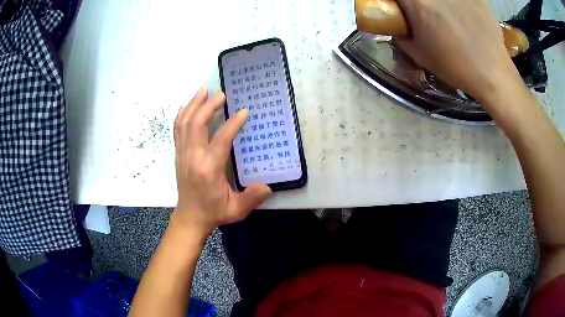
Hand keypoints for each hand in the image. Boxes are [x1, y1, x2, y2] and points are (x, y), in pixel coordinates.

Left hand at [172, 88, 270, 235]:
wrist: (190, 217)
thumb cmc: (214, 212)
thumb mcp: (236, 209)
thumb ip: (252, 198)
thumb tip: (267, 186)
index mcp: (209, 169)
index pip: (220, 139)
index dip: (233, 123)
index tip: (243, 112)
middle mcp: (193, 157)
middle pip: (197, 124)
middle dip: (208, 106)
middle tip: (221, 94)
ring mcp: (182, 154)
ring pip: (184, 123)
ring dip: (194, 105)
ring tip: (204, 91)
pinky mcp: (178, 154)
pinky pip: (177, 129)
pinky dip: (182, 114)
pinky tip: (188, 105)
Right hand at [394, 0, 523, 104]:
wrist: (493, 74)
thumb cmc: (455, 65)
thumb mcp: (419, 54)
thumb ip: (402, 35)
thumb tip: (398, 27)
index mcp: (416, 0)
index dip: (398, 4)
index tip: (402, 11)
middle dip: (418, 4)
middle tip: (425, 16)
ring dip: (441, 5)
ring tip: (449, 17)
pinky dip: (460, 5)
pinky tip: (465, 16)